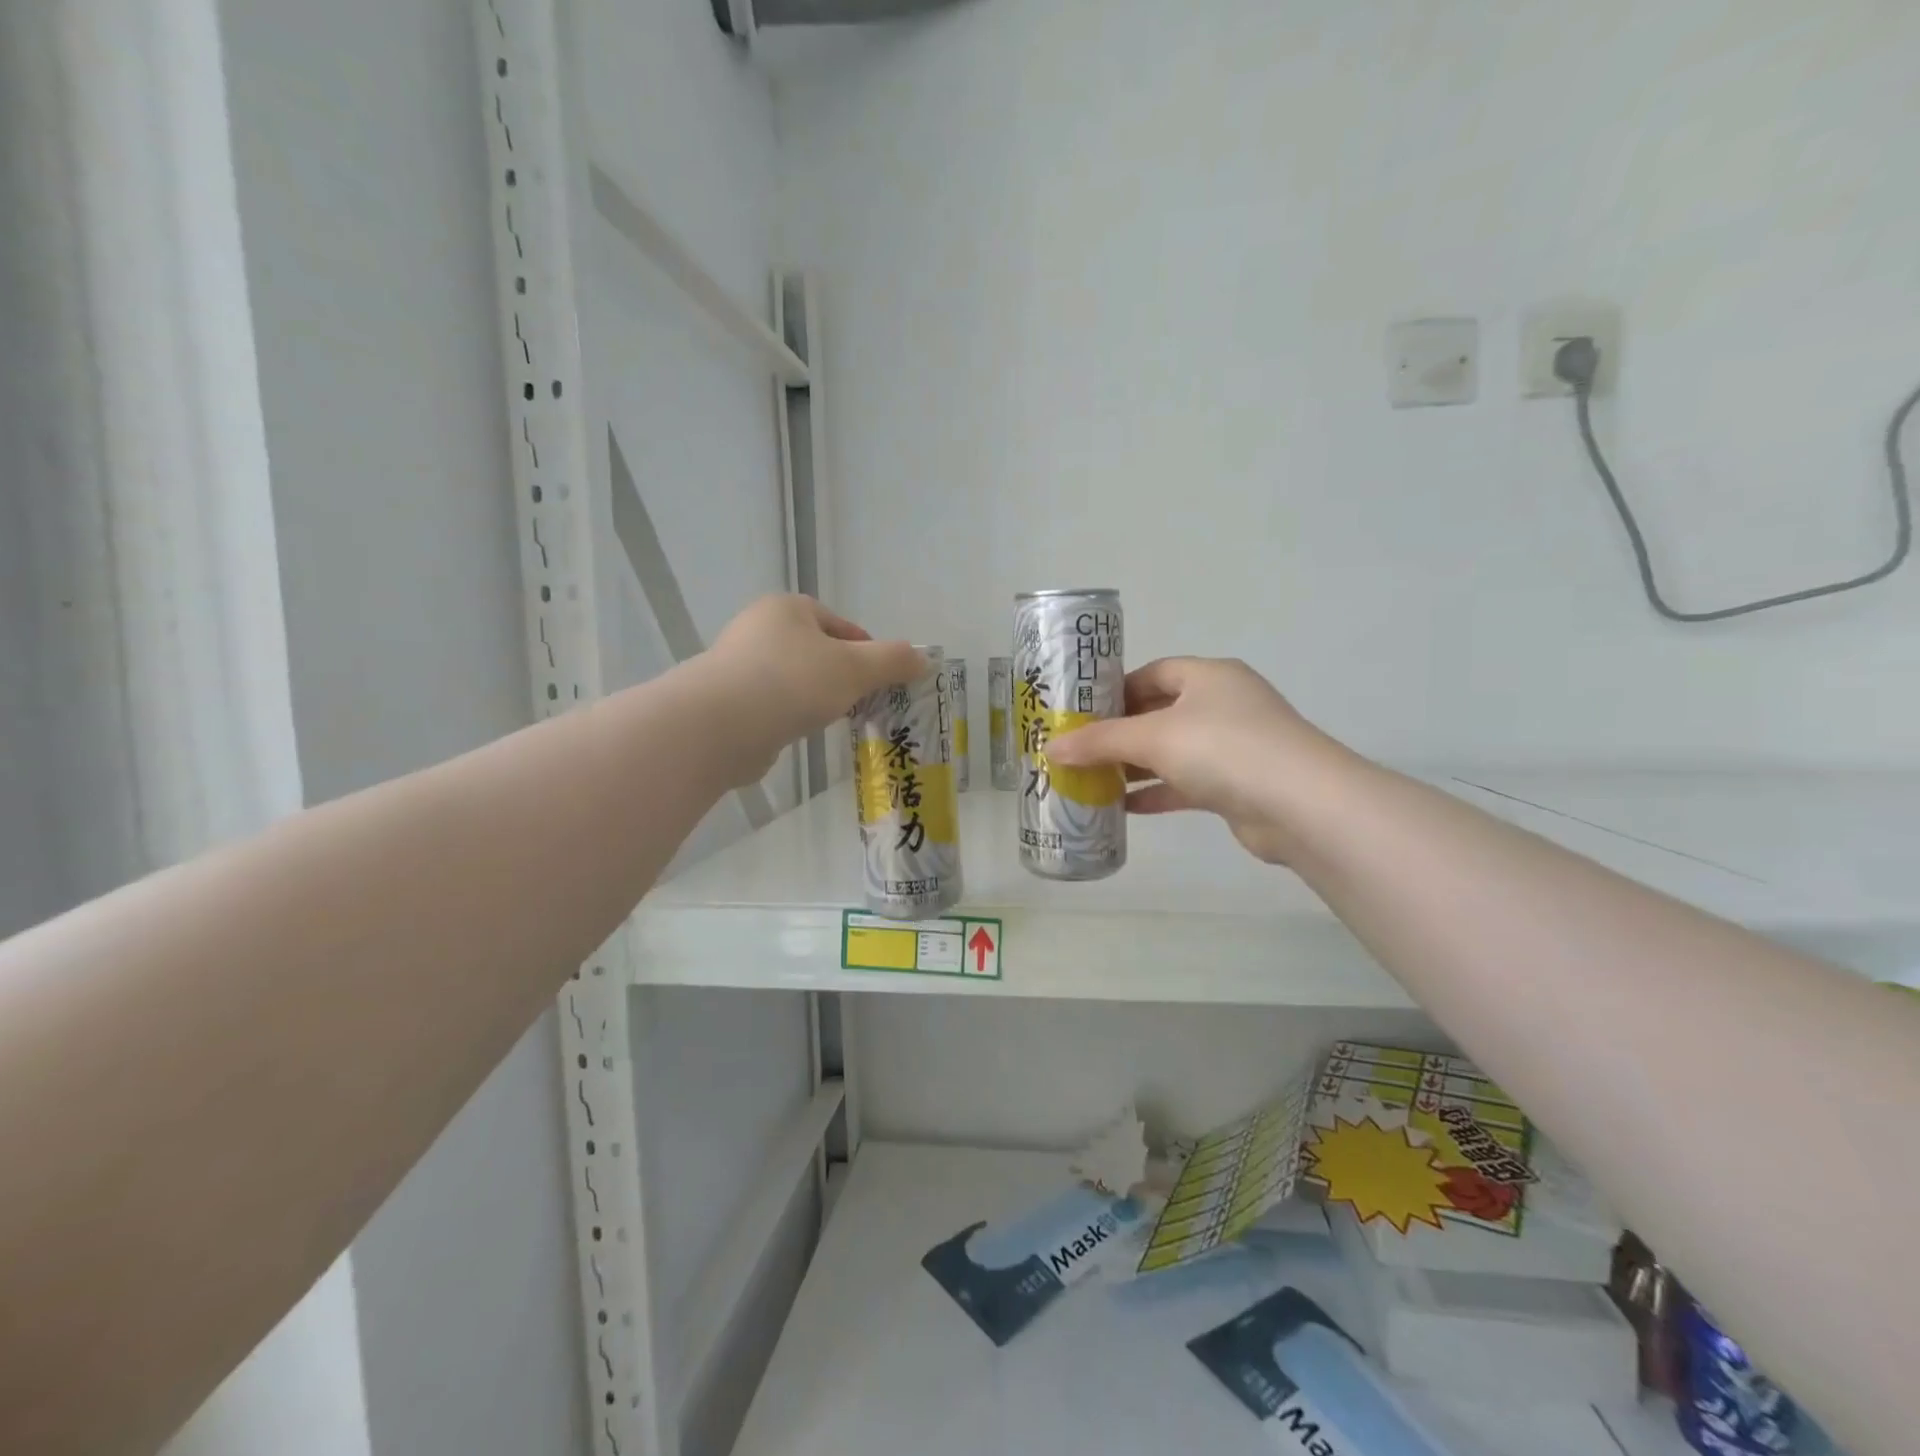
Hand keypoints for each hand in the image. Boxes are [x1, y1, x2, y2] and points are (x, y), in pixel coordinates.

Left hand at [706, 596, 922, 782]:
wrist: (720, 726)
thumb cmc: (793, 682)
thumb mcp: (856, 668)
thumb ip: (893, 661)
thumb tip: (923, 658)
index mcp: (788, 608)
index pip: (841, 626)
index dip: (867, 652)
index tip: (881, 682)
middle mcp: (758, 628)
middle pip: (817, 651)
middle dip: (842, 677)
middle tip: (861, 704)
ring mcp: (737, 665)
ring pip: (794, 679)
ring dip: (815, 698)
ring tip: (831, 721)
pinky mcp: (726, 700)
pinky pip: (771, 704)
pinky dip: (788, 716)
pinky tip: (797, 733)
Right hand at [1045, 657, 1343, 863]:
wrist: (1300, 805)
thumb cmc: (1223, 748)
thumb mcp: (1153, 738)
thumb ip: (1100, 742)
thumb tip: (1049, 748)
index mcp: (1208, 677)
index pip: (1153, 673)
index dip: (1115, 690)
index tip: (1081, 713)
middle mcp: (1223, 704)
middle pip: (1160, 712)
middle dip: (1119, 732)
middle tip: (1079, 748)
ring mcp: (1234, 746)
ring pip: (1172, 751)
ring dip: (1135, 766)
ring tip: (1092, 779)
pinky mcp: (1237, 785)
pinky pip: (1186, 783)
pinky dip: (1157, 792)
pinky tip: (1124, 808)